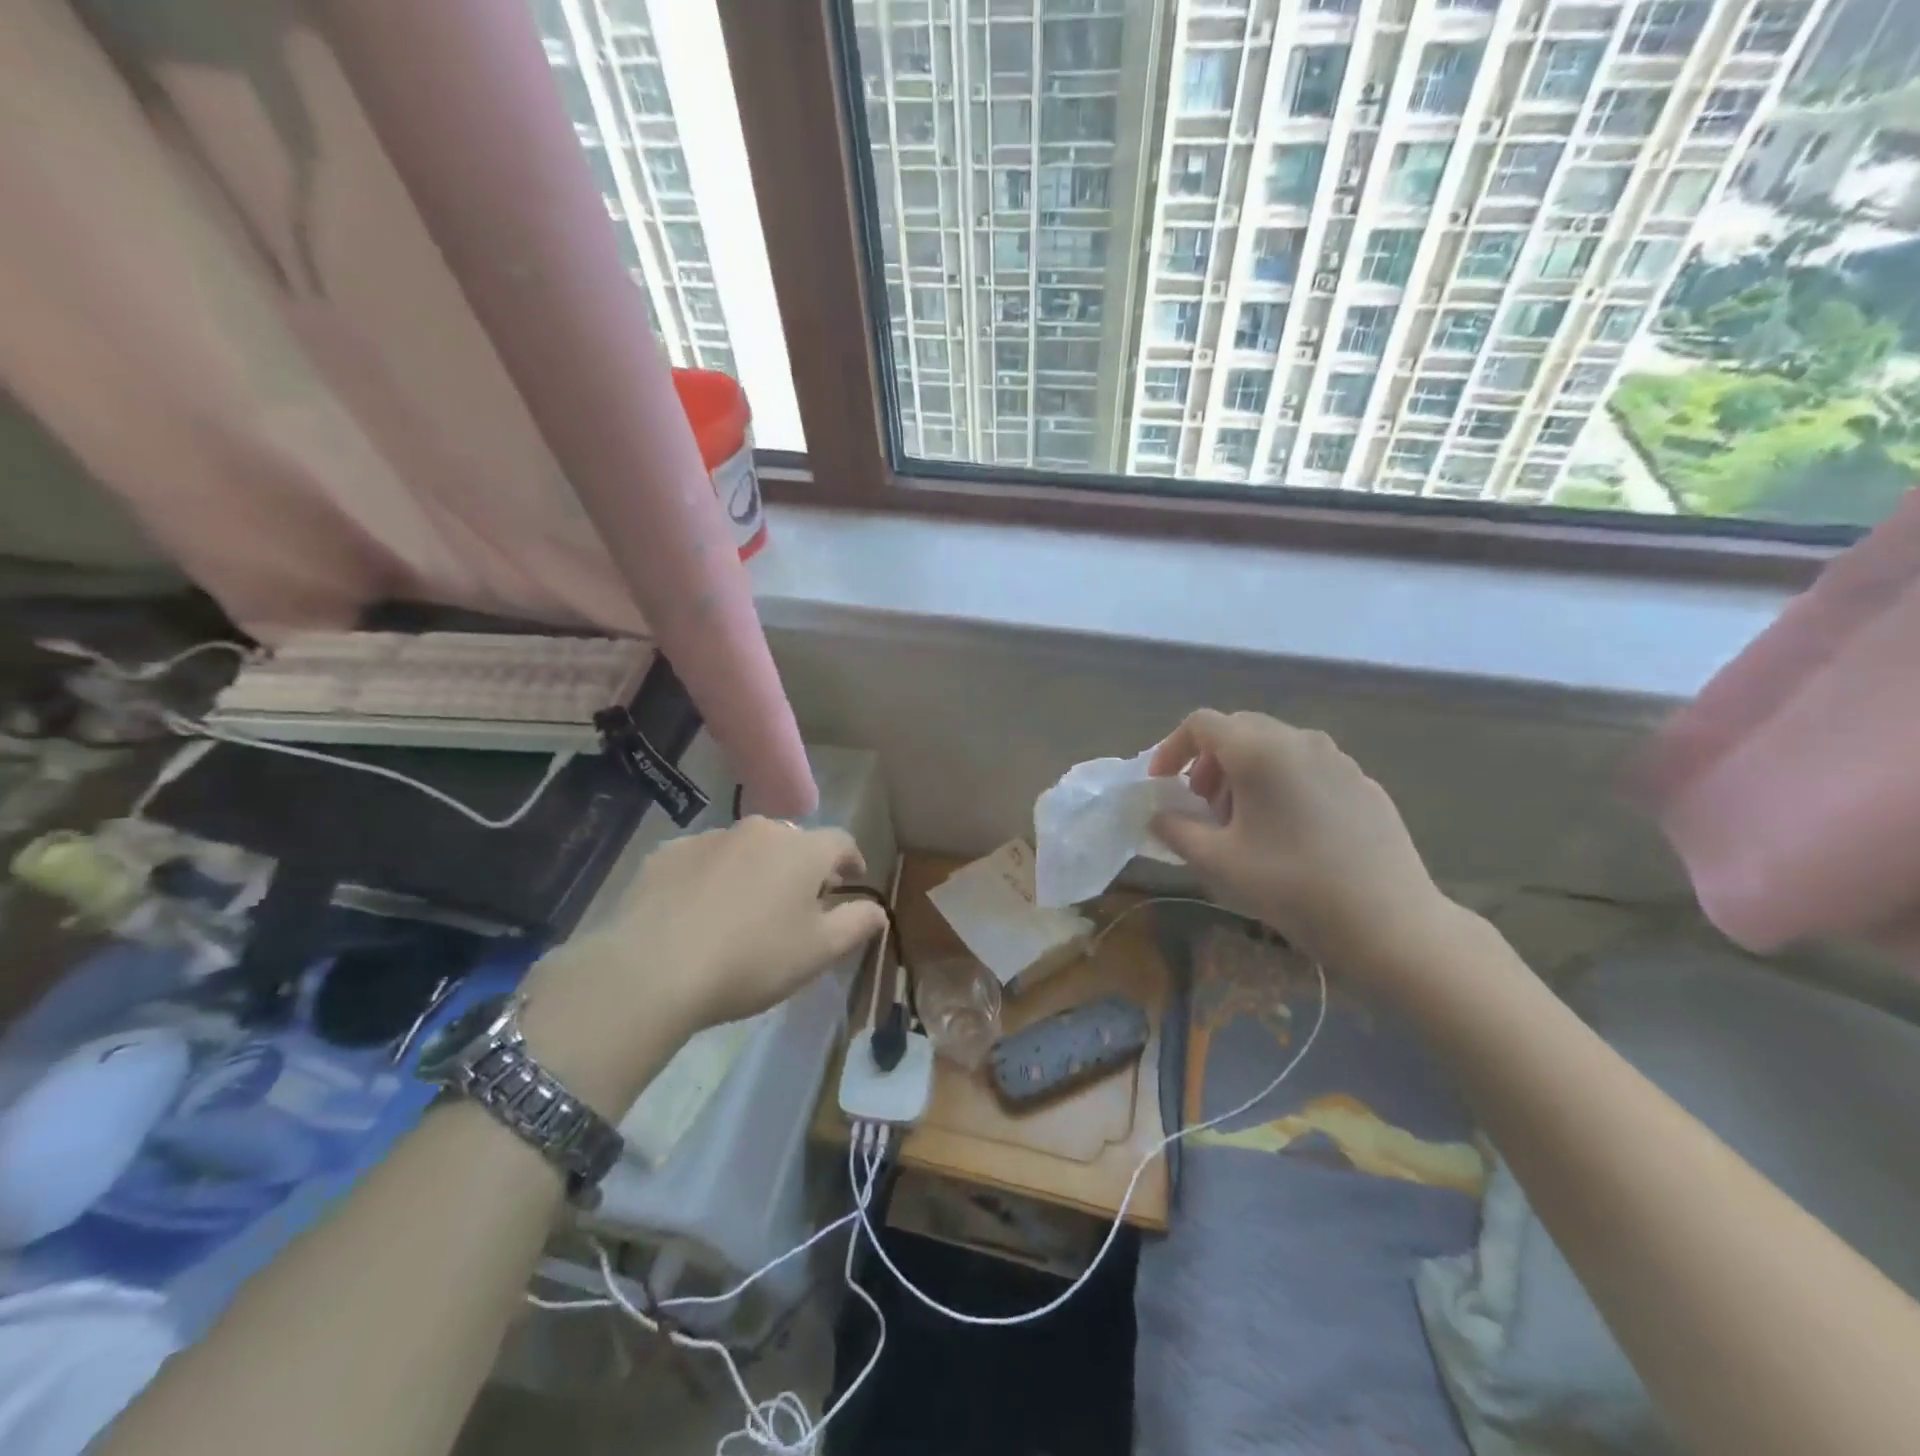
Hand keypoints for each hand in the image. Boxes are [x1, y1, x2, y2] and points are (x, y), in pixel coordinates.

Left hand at [517, 818, 885, 1111]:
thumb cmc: (752, 960)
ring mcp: (708, 838)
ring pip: (745, 849)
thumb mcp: (819, 952)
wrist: (653, 970)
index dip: (852, 861)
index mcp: (802, 850)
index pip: (841, 842)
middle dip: (802, 867)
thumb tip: (878, 909)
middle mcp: (758, 830)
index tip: (851, 882)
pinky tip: (698, 912)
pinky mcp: (666, 854)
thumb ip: (857, 924)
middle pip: (792, 842)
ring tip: (744, 910)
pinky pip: (701, 860)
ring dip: (754, 870)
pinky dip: (710, 877)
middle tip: (798, 903)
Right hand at [1148, 710, 1455, 978]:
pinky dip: (1282, 783)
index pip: (1202, 724)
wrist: (1390, 922)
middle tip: (1202, 805)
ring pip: (1275, 747)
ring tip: (1243, 821)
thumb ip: (1176, 831)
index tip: (1163, 784)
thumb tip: (1160, 816)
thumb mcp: (1218, 862)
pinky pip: (1308, 767)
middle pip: (1239, 730)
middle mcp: (1299, 740)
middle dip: (1209, 761)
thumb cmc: (1292, 886)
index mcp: (1259, 751)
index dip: (1173, 748)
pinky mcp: (1363, 783)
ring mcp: (1338, 759)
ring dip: (1245, 772)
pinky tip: (1289, 832)